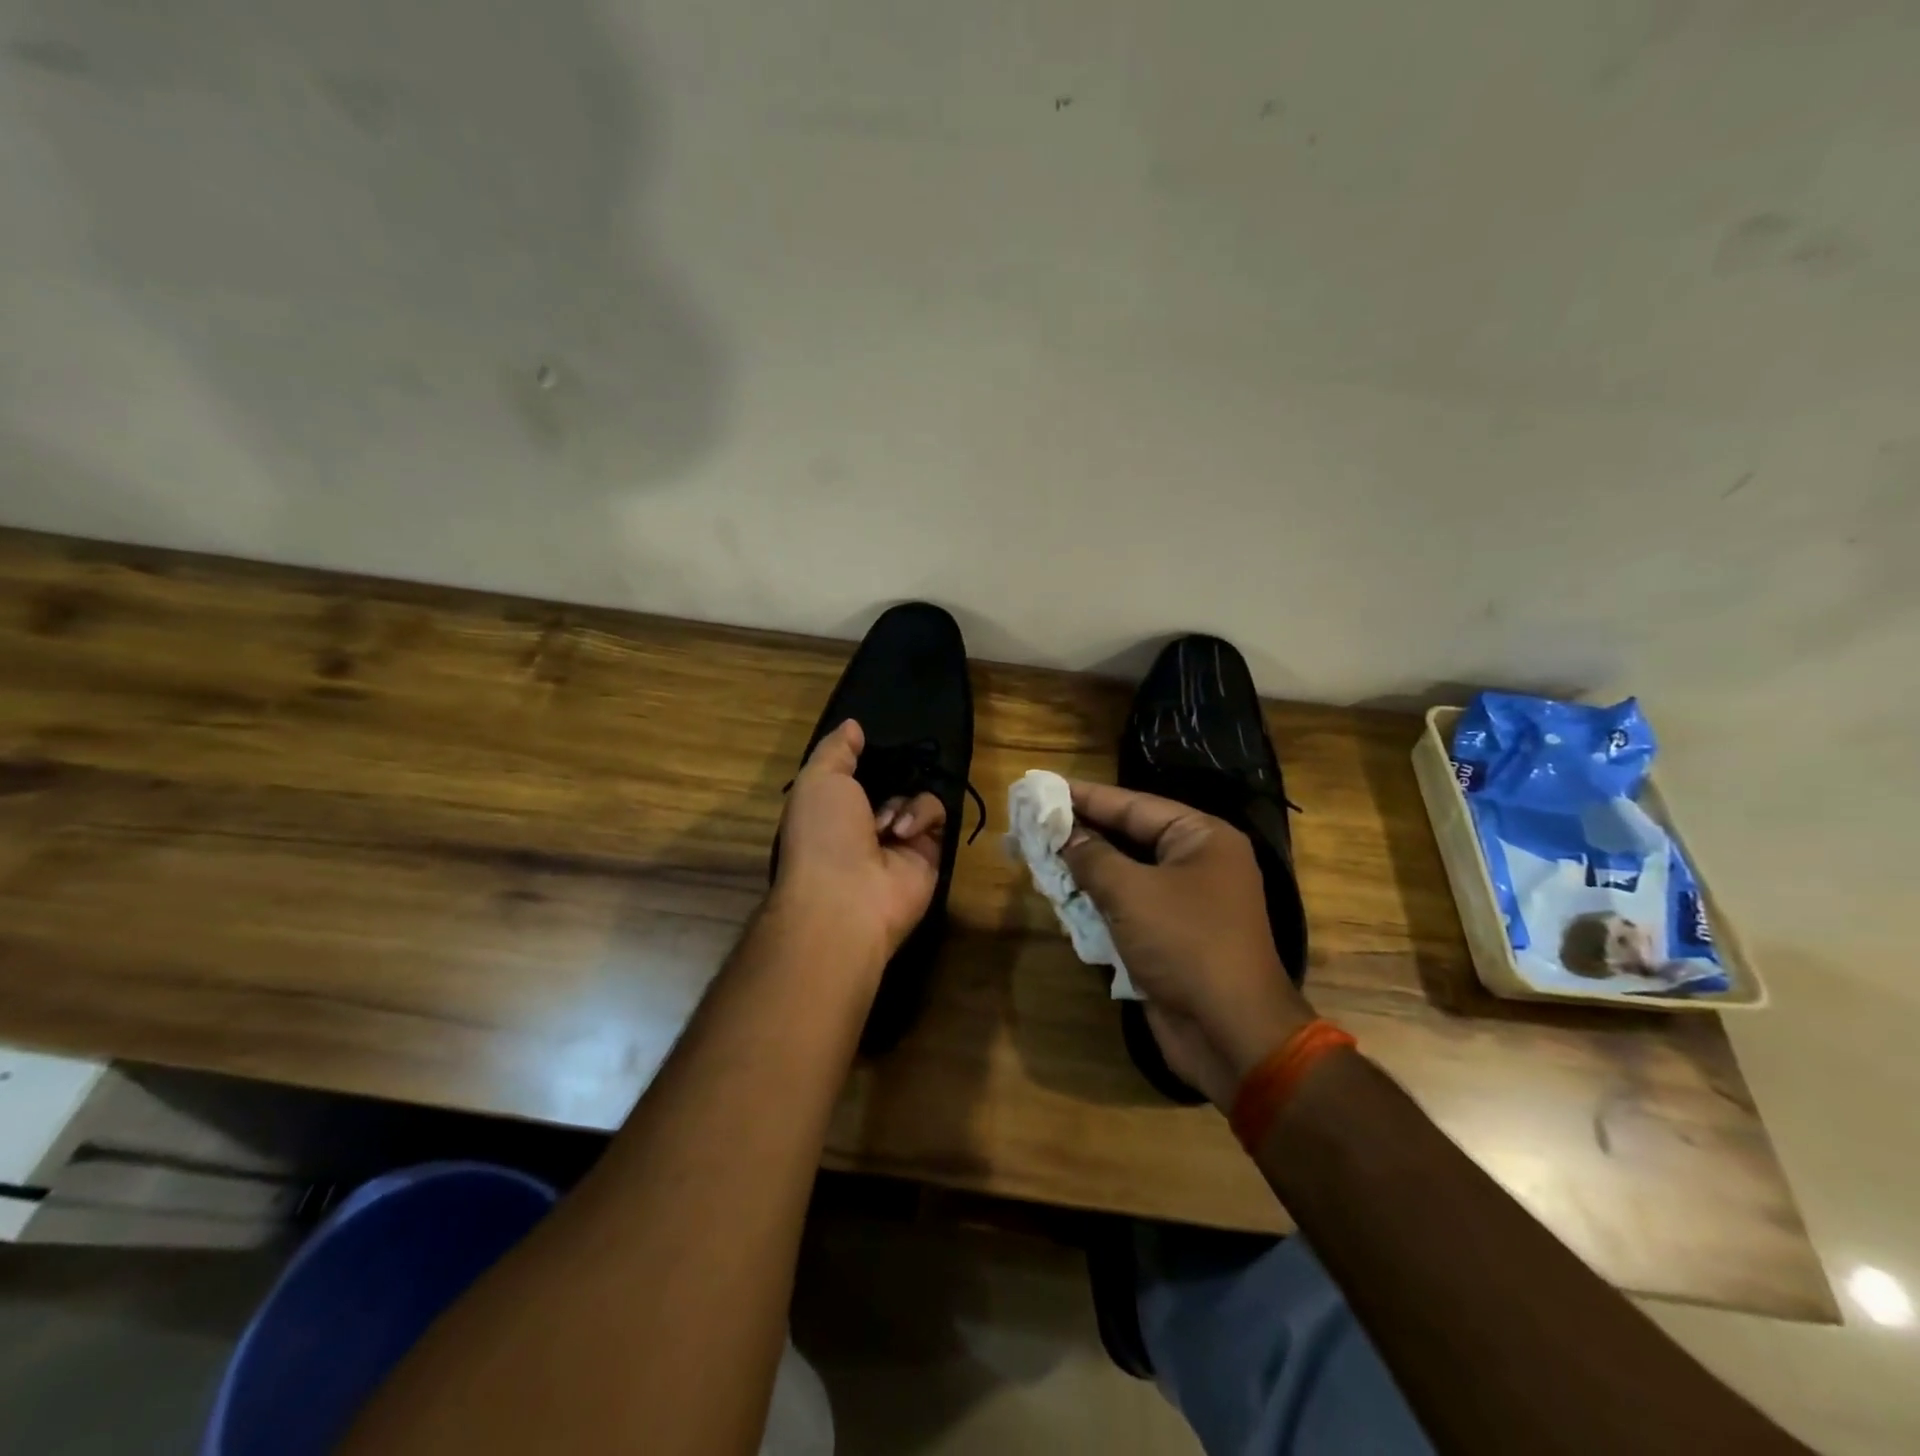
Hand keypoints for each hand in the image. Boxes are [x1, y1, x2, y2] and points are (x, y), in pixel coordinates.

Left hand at [771, 720, 946, 974]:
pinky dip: (921, 816)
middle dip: (892, 773)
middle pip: (890, 782)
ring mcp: (899, 841)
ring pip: (915, 794)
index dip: (865, 756)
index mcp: (832, 808)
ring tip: (885, 823)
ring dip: (901, 801)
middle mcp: (864, 824)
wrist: (847, 897)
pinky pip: (937, 815)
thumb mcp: (818, 779)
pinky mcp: (929, 853)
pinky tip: (902, 833)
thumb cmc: (822, 833)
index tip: (872, 740)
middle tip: (894, 767)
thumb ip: (837, 749)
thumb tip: (854, 726)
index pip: (855, 773)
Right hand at [1061, 781, 1312, 1108]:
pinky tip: (1062, 896)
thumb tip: (1066, 837)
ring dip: (1085, 870)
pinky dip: (1097, 902)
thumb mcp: (1132, 892)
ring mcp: (1186, 902)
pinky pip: (1128, 908)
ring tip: (1039, 854)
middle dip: (1082, 833)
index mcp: (1201, 838)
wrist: (1231, 1032)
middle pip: (1129, 837)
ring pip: (1125, 874)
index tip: (1044, 786)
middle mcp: (1197, 863)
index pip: (1134, 805)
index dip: (1086, 796)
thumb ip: (1093, 858)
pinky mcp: (1171, 937)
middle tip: (1034, 820)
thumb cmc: (1186, 944)